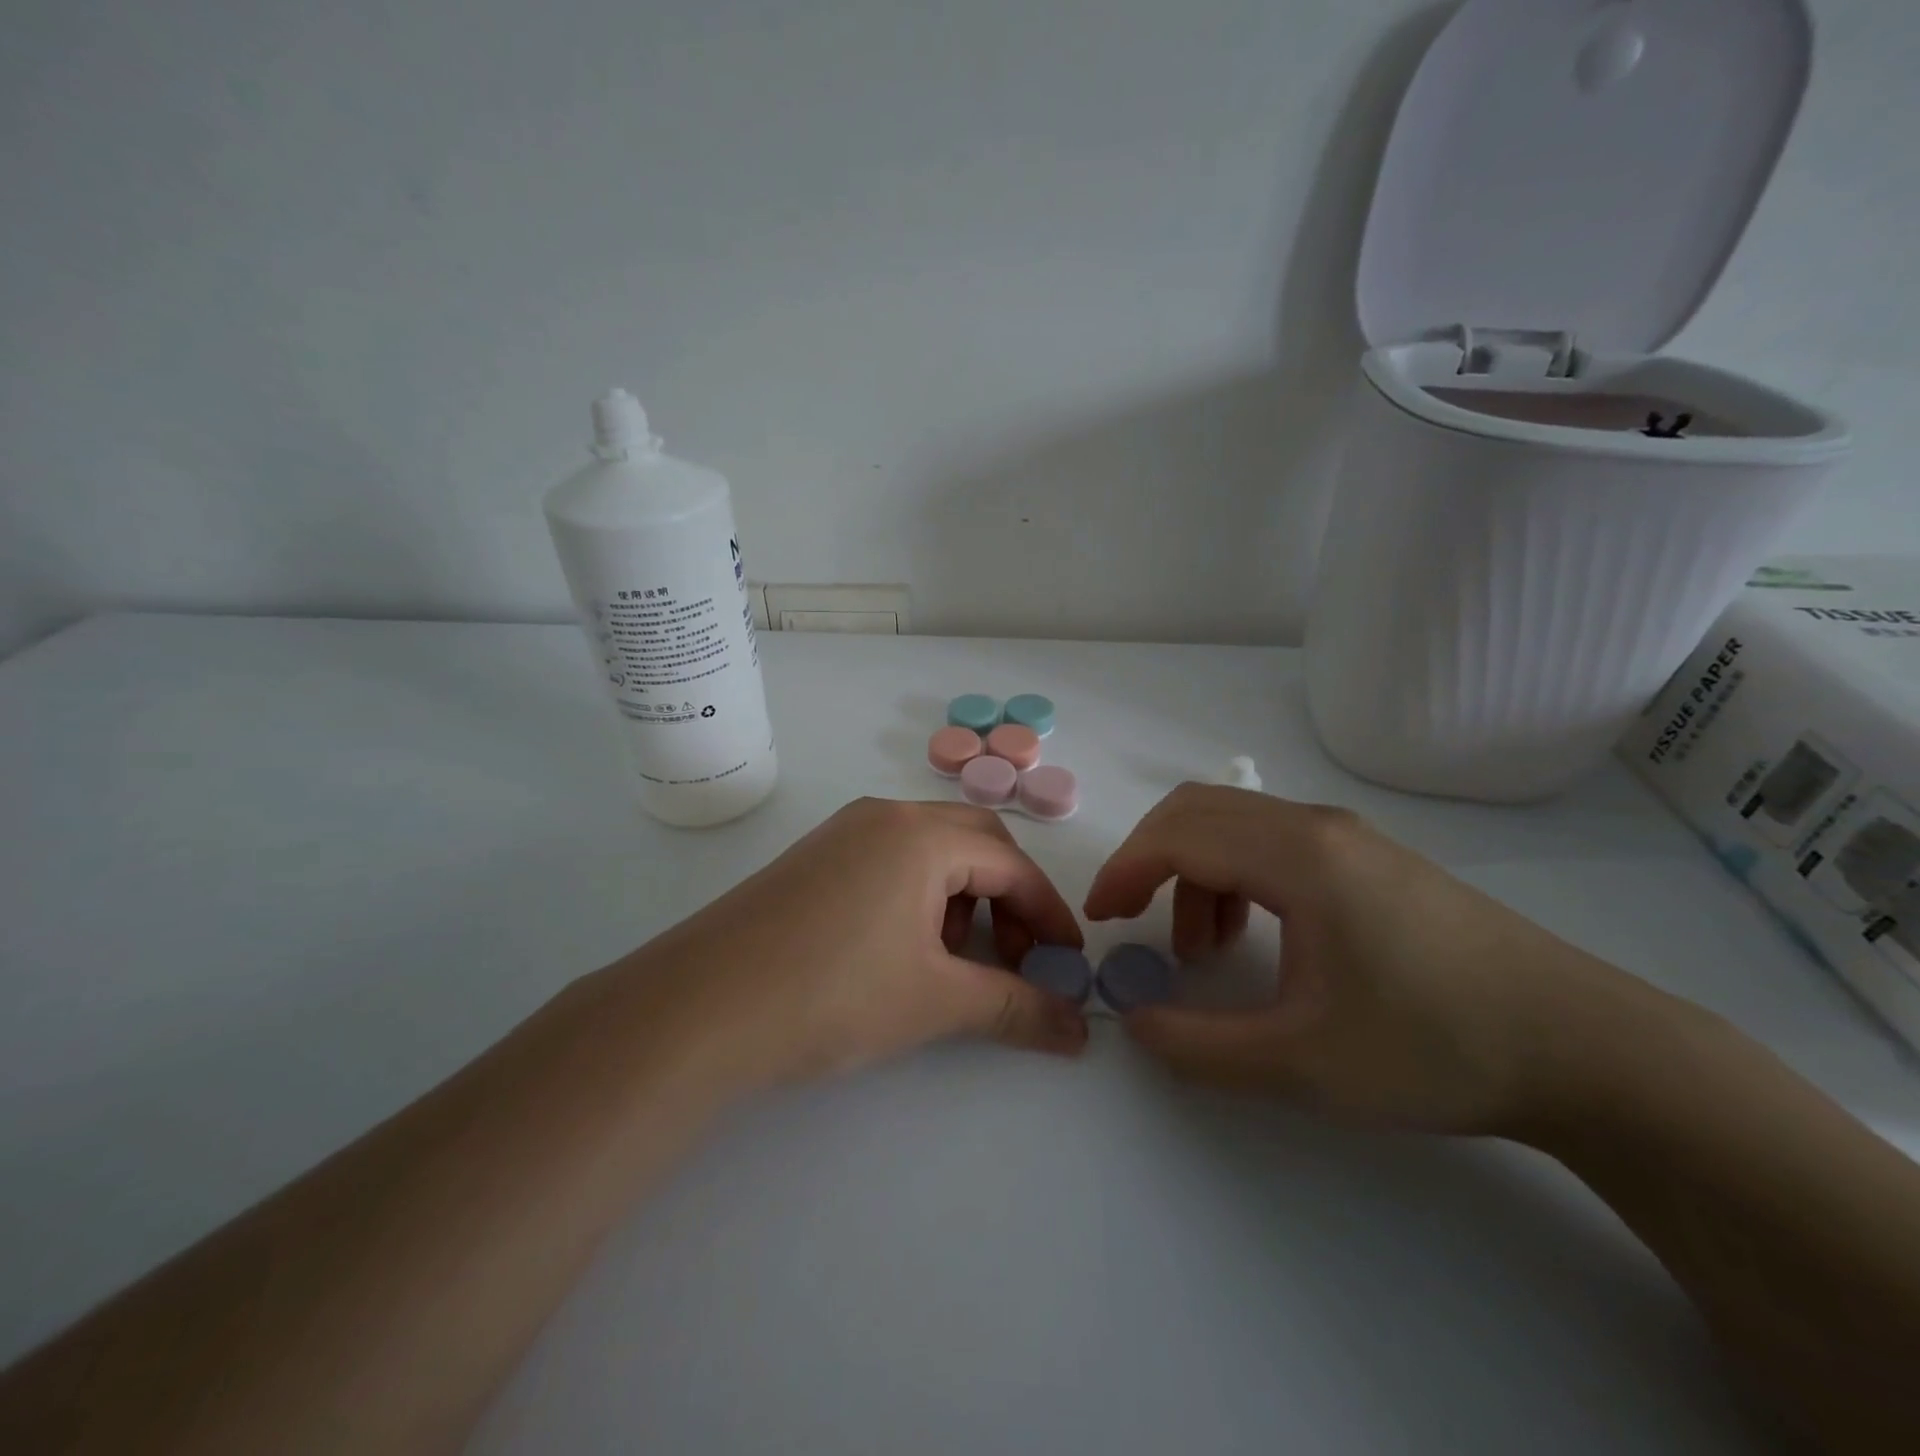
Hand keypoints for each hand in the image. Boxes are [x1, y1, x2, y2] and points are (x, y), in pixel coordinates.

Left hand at [620, 798, 1088, 1091]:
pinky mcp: (815, 855)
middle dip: (1009, 896)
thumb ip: (1016, 1008)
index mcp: (921, 835)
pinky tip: (902, 947)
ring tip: (952, 959)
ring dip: (963, 895)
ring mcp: (844, 831)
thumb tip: (1080, 1030)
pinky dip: (920, 893)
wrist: (702, 1006)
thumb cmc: (833, 994)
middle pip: (976, 842)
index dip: (1049, 916)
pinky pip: (891, 858)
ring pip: (932, 848)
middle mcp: (885, 816)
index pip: (1013, 866)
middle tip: (1016, 955)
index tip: (1068, 963)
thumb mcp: (935, 1002)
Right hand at [1084, 784, 1665, 1133]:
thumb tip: (1134, 1022)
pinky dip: (1236, 877)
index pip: (1180, 835)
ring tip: (1203, 950)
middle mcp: (1318, 826)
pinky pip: (1274, 843)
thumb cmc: (1436, 1046)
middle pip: (1199, 809)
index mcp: (1299, 856)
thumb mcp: (1302, 1064)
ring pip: (1236, 824)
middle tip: (1129, 918)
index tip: (1100, 919)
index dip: (1125, 871)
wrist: (1585, 1048)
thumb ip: (1199, 1046)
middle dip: (1149, 859)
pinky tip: (1256, 938)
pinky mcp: (1371, 859)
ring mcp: (1349, 837)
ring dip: (1195, 872)